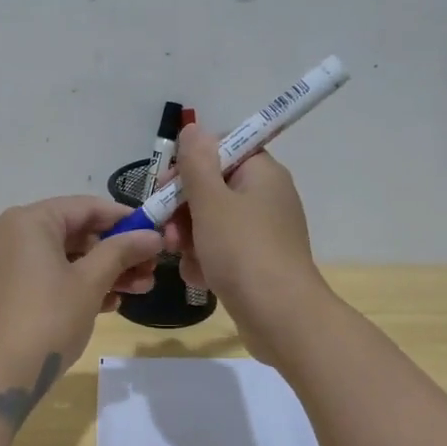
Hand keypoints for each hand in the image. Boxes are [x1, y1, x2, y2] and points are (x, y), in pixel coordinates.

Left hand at [0, 196, 164, 416]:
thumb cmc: (46, 320)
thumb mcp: (90, 284)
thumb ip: (122, 252)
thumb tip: (152, 235)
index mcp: (27, 220)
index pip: (85, 207)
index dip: (124, 219)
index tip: (155, 233)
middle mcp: (7, 232)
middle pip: (72, 232)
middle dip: (114, 252)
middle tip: (150, 270)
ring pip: (58, 257)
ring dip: (99, 271)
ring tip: (138, 290)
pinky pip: (41, 275)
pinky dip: (71, 284)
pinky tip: (106, 304)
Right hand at [167, 124, 331, 364]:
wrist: (280, 316)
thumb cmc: (243, 251)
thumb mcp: (211, 202)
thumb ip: (196, 163)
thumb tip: (193, 128)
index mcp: (261, 173)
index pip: (222, 149)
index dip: (190, 163)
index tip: (167, 185)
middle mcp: (265, 197)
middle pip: (212, 188)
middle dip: (182, 209)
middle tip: (166, 229)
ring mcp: (262, 232)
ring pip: (211, 223)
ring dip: (189, 238)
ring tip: (181, 258)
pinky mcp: (256, 262)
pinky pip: (221, 250)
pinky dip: (205, 261)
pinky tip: (198, 278)